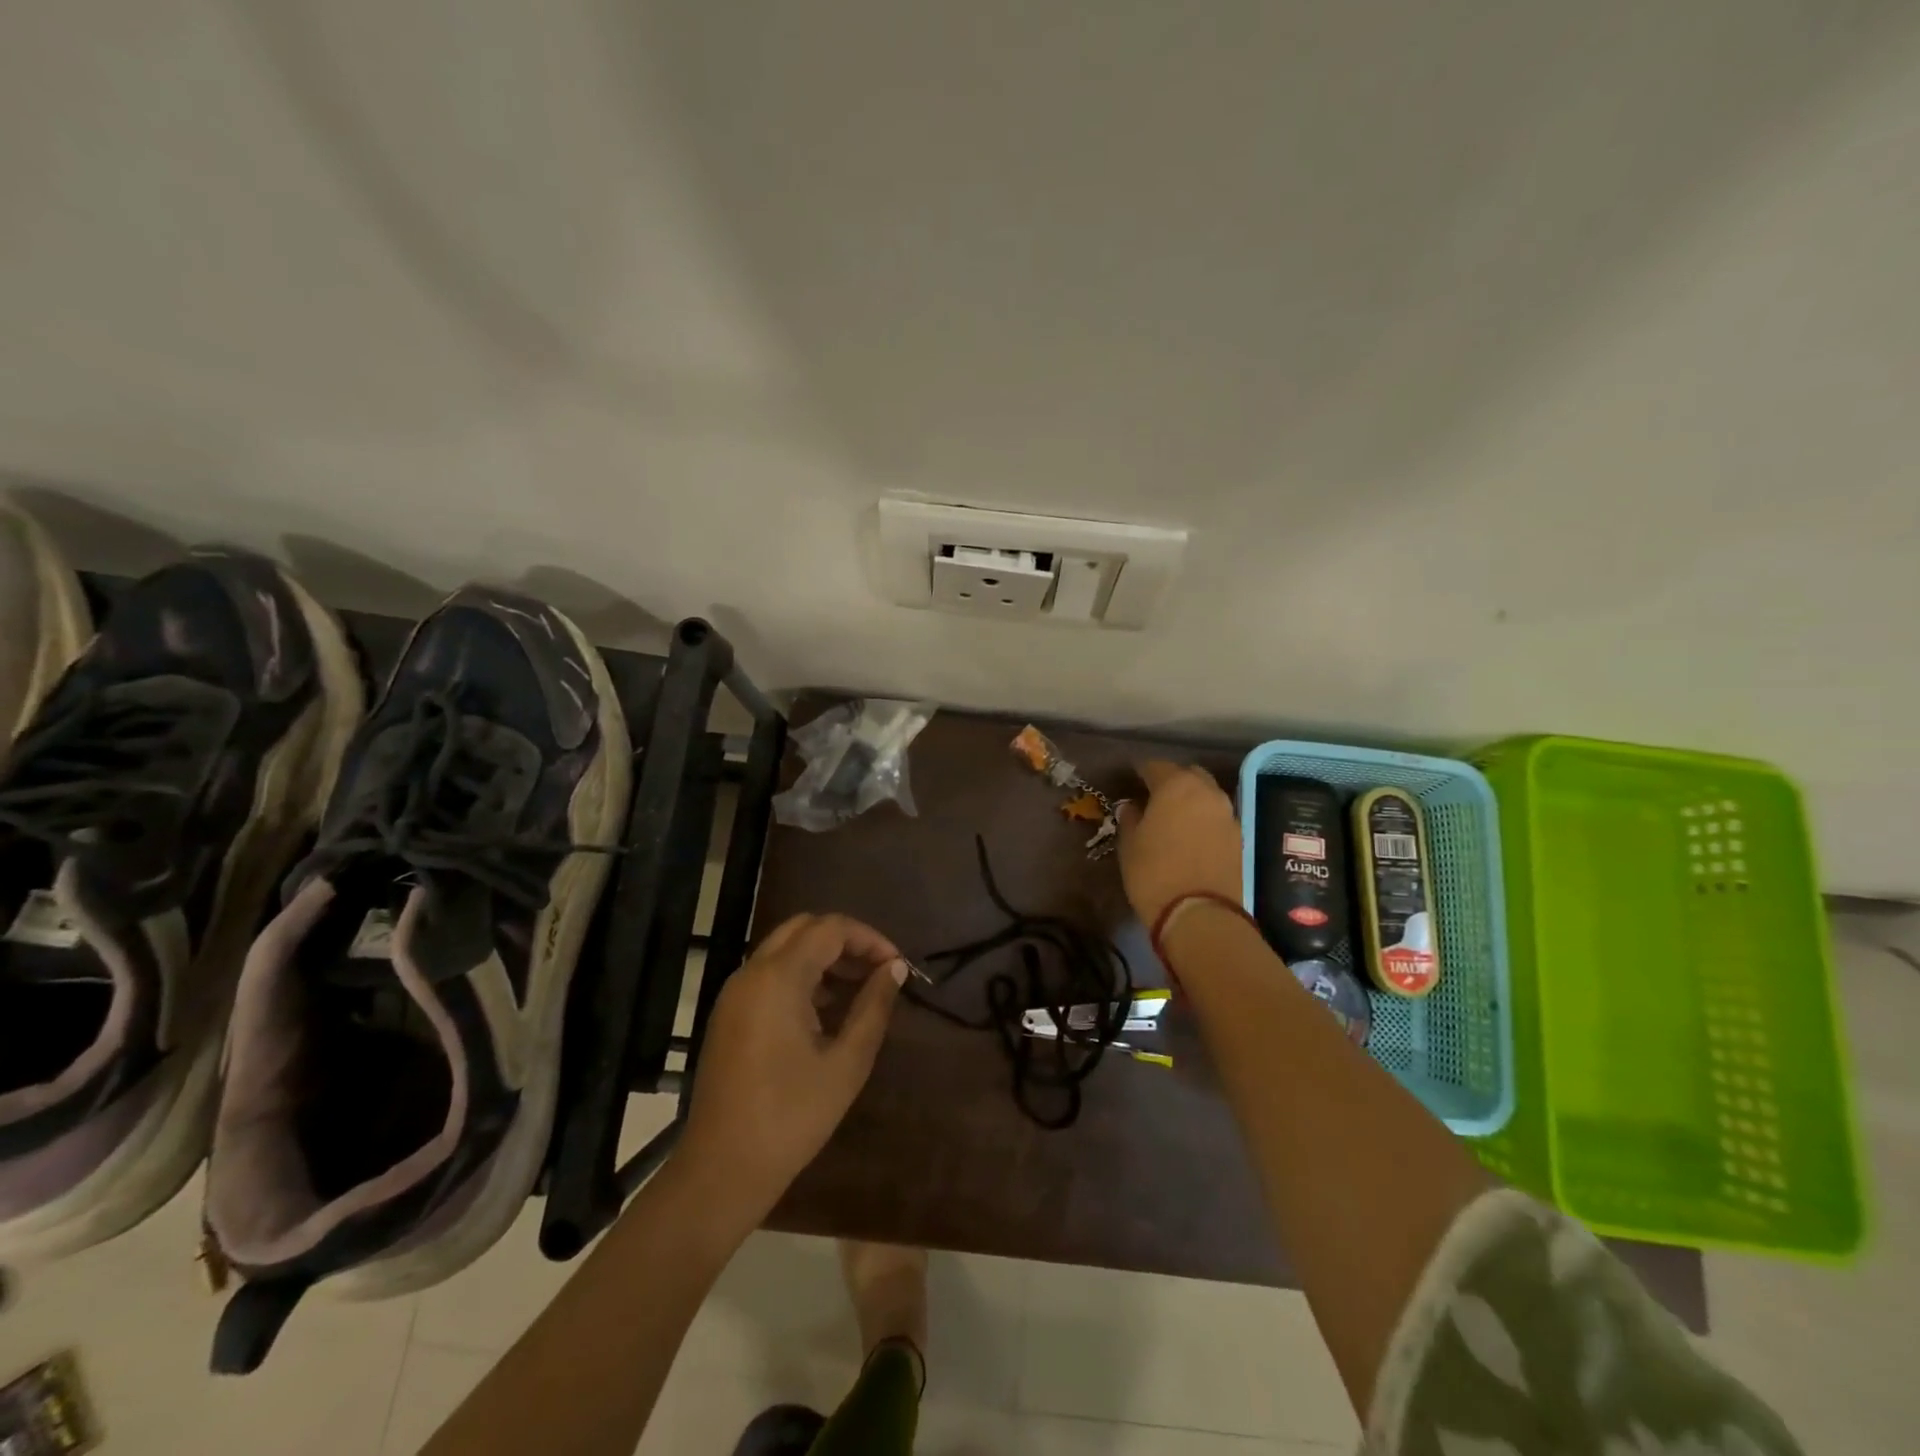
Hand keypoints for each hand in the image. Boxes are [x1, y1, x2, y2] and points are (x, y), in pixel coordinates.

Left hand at [680, 913, 907, 1218]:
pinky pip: (769, 975)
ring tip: (859, 990)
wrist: (721, 1170)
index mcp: (778, 978)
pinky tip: (826, 1011)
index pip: (830, 928)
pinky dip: (801, 976)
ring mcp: (734, 994)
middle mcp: (751, 973)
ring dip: (823, 957)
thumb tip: (895, 968)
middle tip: (877, 970)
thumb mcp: (846, 1063)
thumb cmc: (791, 1117)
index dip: (869, 938)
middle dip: (845, 941)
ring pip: (784, 949)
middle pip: (803, 928)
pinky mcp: (728, 1015)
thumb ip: (873, 1007)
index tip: (896, 965)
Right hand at [1117, 760, 1242, 926]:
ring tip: (1174, 815)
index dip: (1141, 771)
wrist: (1200, 914)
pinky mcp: (1239, 838)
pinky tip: (1191, 834)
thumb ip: (1131, 819)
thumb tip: (1132, 807)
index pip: (1156, 766)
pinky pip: (1217, 818)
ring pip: (1207, 795)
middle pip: (1189, 775)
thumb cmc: (1154, 873)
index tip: (1131, 778)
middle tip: (1155, 795)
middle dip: (1173, 780)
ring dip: (1192, 799)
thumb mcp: (1129, 845)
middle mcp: (1207, 792)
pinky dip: (1204, 820)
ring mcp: (1227, 815)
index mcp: (1176, 786)